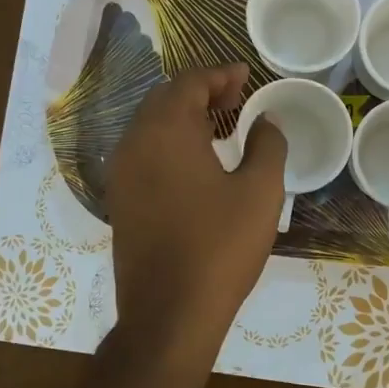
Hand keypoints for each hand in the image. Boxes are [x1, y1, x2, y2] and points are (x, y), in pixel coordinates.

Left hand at [106, 63, 286, 360]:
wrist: (169, 313)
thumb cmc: (220, 246)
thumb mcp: (260, 192)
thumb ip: (268, 145)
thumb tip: (266, 121)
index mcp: (166, 131)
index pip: (189, 83)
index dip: (220, 74)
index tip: (246, 75)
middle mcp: (134, 143)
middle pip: (165, 100)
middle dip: (201, 92)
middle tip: (237, 97)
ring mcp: (122, 174)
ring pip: (152, 127)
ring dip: (185, 117)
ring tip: (222, 127)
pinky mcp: (121, 201)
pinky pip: (145, 153)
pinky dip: (171, 143)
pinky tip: (198, 163)